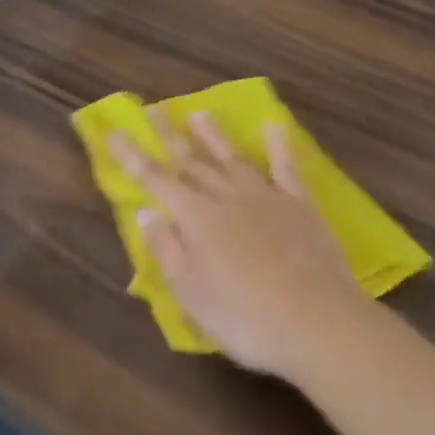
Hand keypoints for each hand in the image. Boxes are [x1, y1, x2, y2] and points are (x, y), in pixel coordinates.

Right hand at [110, 112, 361, 375]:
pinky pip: (286, 168)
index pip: (154, 179)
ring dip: (213, 135)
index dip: (131, 156)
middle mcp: (226, 197)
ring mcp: (266, 198)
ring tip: (198, 113)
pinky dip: (278, 146)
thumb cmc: (245, 318)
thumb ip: (165, 249)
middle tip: (152, 109)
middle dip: (168, 135)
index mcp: (194, 218)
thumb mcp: (190, 294)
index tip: (113, 132)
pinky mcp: (301, 206)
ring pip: (232, 158)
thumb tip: (146, 211)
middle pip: (191, 161)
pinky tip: (273, 127)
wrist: (321, 325)